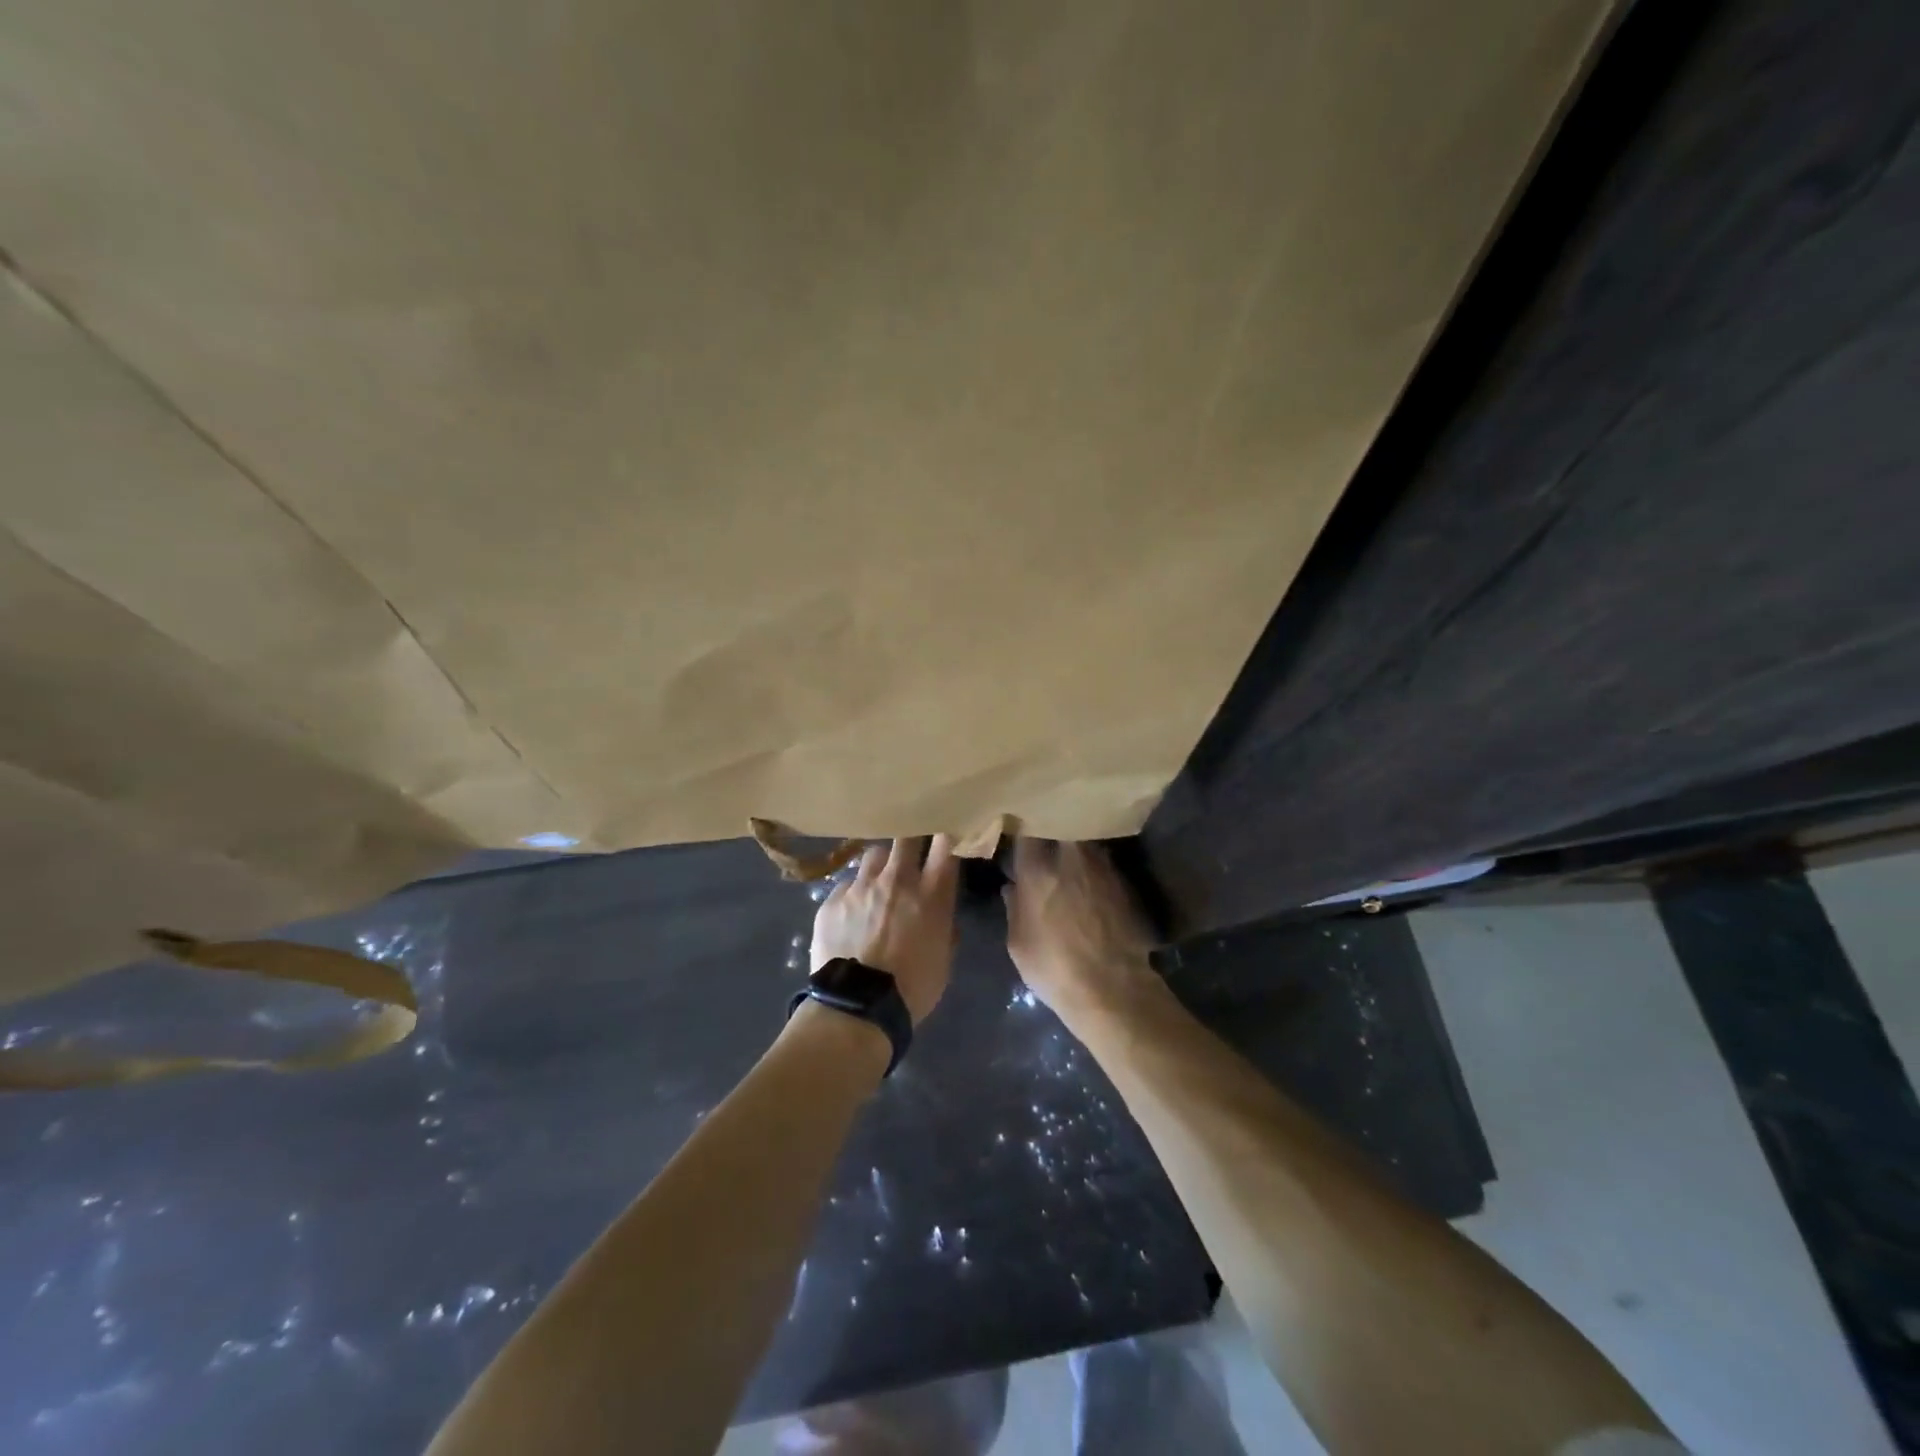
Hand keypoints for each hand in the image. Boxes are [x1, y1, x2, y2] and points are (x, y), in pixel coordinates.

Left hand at [811, 836, 958, 1024]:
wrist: (857, 1008)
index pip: (946, 845)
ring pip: (874, 854)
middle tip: (912, 850)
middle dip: (912, 839)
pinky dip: (854, 894)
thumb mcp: (944, 958)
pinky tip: (851, 913)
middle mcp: (897, 879)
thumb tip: (941, 910)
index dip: (947, 834)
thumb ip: (945, 925)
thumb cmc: (913, 988)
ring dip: (881, 865)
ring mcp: (861, 886)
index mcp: (931, 894)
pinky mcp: (833, 899)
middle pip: (907, 837)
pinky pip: (847, 885)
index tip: (947, 833)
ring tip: (878, 882)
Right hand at [1003, 839, 1154, 1017]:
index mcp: (1037, 870)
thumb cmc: (1054, 967)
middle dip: (1053, 825)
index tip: (1017, 828)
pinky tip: (1089, 879)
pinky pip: (1103, 861)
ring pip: (1084, 840)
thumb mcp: (1018, 943)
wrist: (1112, 988)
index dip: (1021, 827)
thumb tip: (1012, 887)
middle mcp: (1070, 858)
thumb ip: (1013, 908)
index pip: (1026, 832)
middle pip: (1061, 824)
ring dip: (1075, 844)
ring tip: (1067, 856)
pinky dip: (1094, 864)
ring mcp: (1101, 867)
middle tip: (1044, 835)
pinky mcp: (1123, 882)